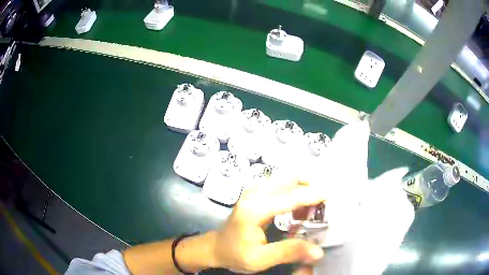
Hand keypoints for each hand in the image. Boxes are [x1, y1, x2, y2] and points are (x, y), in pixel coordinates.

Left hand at [211, 176, 326, 273]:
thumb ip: (289, 252)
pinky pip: (281, 184)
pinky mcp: (256, 193)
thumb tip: (317, 251)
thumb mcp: (259, 259)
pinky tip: (299, 211)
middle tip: (325, 205)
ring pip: (286, 179)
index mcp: (254, 209)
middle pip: (290, 179)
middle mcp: (254, 194)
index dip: (313, 195)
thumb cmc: (235, 254)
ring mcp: (254, 190)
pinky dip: (295, 191)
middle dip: (311, 187)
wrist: (215, 247)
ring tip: (313, 210)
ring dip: (304, 188)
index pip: (291, 197)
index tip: (332, 196)